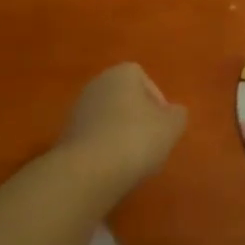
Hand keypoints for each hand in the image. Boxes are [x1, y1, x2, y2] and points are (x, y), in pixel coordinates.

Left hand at [56, 63, 187, 195]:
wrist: (88, 170)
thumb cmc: (136, 139)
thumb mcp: (172, 127)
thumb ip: (177, 115)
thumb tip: (173, 113)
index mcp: (121, 73)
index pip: (144, 79)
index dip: (157, 102)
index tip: (164, 125)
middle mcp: (96, 84)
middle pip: (125, 99)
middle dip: (139, 118)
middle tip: (151, 143)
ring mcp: (78, 109)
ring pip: (109, 119)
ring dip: (121, 134)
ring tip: (133, 160)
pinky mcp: (67, 135)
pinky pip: (95, 137)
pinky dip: (105, 149)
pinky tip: (113, 168)